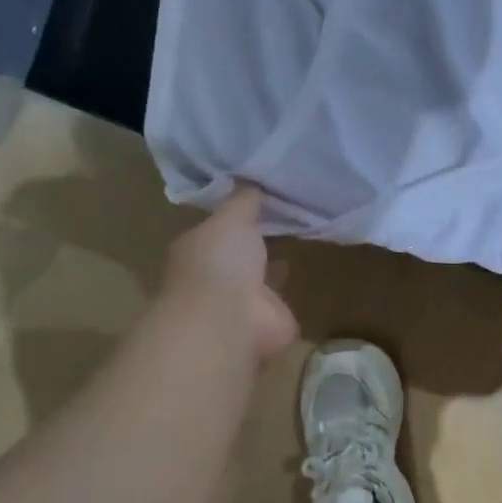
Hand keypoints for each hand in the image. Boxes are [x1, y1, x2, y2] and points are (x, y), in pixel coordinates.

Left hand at [160, 186, 299, 362]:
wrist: (230, 321)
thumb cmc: (219, 263)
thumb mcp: (231, 218)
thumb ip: (242, 201)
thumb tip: (251, 180)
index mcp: (198, 250)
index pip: (217, 229)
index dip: (235, 215)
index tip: (258, 198)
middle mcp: (216, 277)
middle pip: (238, 255)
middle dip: (254, 242)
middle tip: (283, 217)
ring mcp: (241, 302)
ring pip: (258, 279)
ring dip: (270, 266)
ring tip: (297, 240)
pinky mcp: (269, 321)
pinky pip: (282, 299)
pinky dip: (289, 289)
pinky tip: (303, 271)